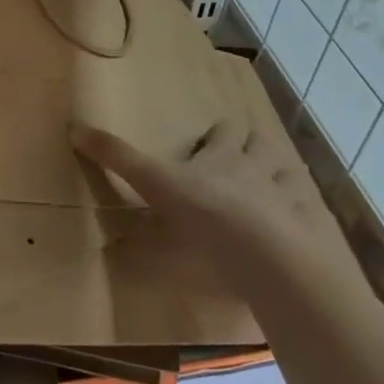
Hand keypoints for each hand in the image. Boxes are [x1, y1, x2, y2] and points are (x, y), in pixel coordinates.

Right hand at [71, 119, 367, 299]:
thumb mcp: (155, 184)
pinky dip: (302, 216)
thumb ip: (118, 159)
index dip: (219, 133)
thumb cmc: (207, 213)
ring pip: (289, 173)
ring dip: (280, 177)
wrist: (270, 255)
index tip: (211, 139)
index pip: (225, 130)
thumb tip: (74, 127)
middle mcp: (260, 167)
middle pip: (261, 144)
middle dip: (253, 147)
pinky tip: (295, 231)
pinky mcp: (309, 230)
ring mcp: (290, 197)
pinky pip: (309, 214)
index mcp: (224, 156)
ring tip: (270, 193)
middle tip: (240, 163)